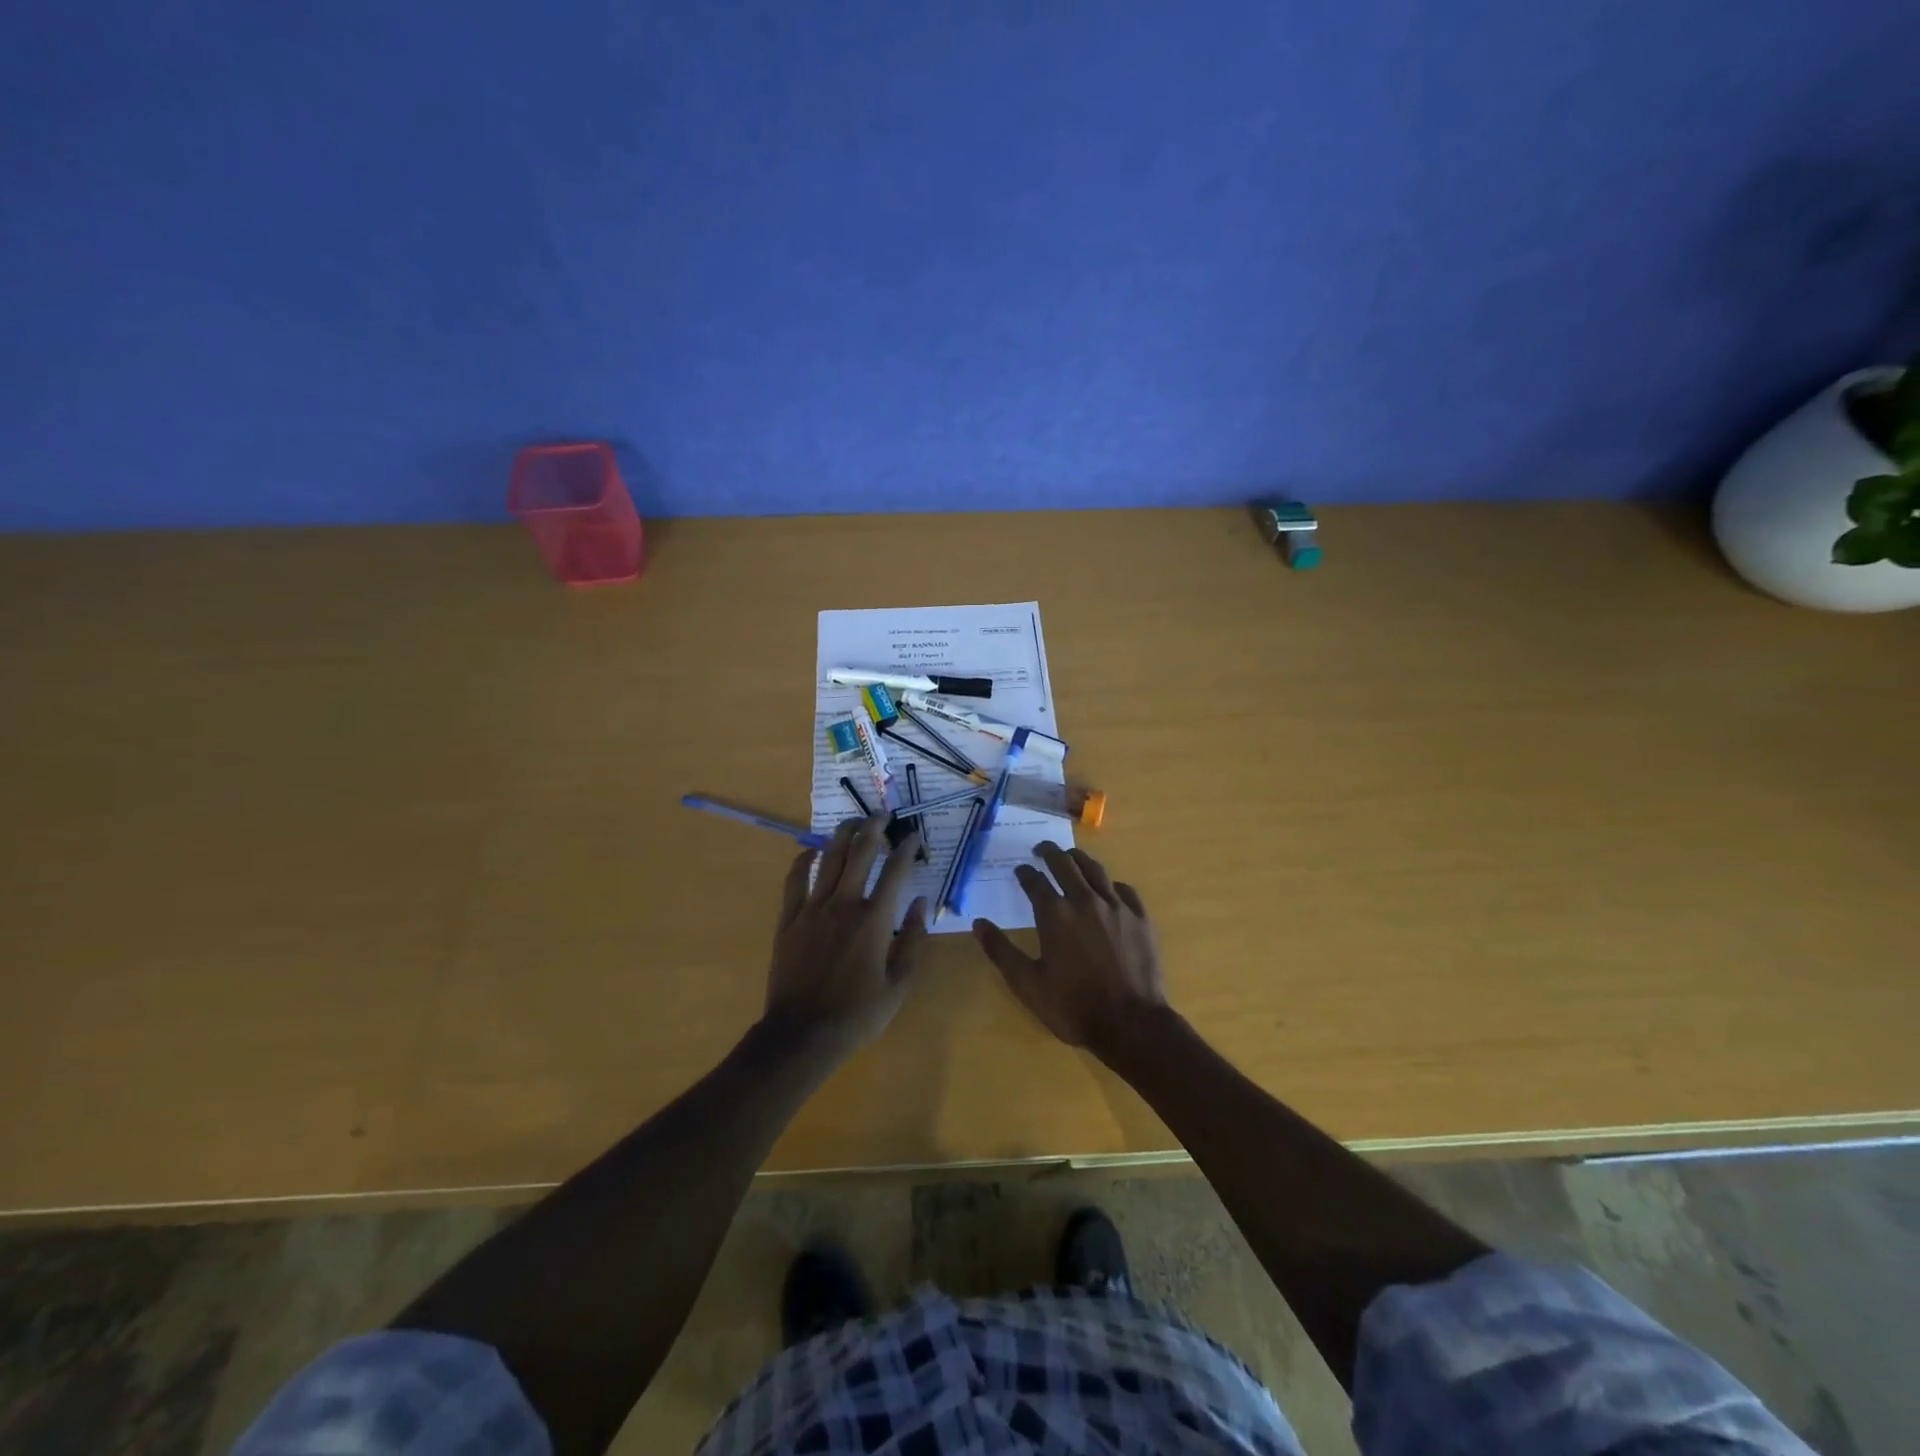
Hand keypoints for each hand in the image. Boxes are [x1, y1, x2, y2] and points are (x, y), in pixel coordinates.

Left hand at [764, 815, 928, 1058]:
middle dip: (874, 828)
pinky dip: (802, 862)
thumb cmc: (857, 1014)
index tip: (914, 836)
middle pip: (860, 853)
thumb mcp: (899, 985)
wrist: (802, 1034)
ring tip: (852, 821)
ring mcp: (812, 910)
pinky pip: (794, 881)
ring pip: (828, 860)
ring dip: (842, 836)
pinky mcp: (788, 920)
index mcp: (874, 921)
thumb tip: (920, 904)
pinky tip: (809, 851)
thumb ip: (913, 941)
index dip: (907, 849)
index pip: (895, 872)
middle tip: (883, 814)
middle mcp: (844, 905)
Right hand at [973, 841, 1167, 1055]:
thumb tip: (978, 924)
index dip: (1025, 872)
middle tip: (1042, 849)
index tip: (1020, 870)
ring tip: (1071, 856)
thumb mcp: (1027, 984)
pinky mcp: (1140, 918)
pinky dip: (1110, 884)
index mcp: (1055, 913)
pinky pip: (1124, 890)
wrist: (1131, 1024)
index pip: (1035, 881)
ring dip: (1079, 859)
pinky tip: (1108, 889)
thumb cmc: (1073, 1006)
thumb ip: (1001, 951)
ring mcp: (1116, 906)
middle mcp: (1085, 900)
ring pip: (1095, 870)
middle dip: (1050, 852)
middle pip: (1065, 863)